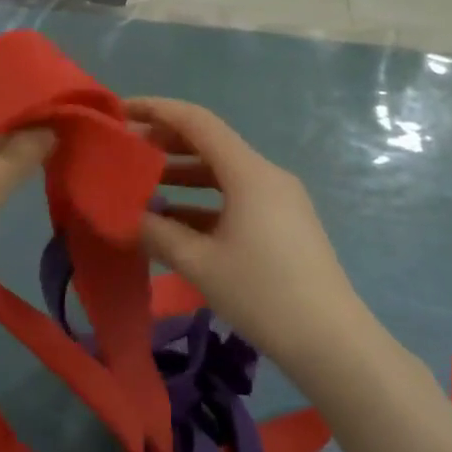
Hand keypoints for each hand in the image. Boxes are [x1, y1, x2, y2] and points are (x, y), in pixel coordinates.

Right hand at [129, 97, 377, 387]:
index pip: (197, 122)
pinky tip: (173, 222)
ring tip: (140, 188)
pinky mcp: (283, 224)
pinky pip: (235, 199)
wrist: (331, 341)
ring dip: (181, 177)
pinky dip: (202, 203)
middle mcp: (266, 176)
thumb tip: (124, 217)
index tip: (120, 110)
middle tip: (124, 152)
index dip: (156, 110)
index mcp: (250, 173)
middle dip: (165, 144)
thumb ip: (158, 234)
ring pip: (221, 175)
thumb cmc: (263, 294)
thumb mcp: (200, 263)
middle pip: (210, 144)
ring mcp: (279, 200)